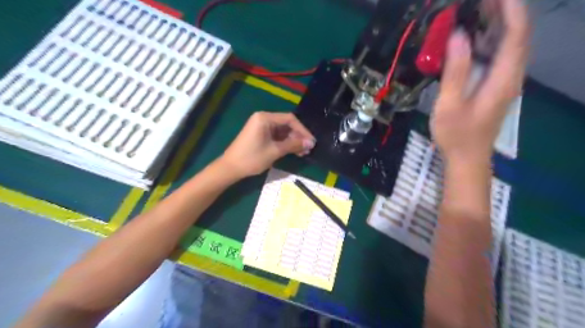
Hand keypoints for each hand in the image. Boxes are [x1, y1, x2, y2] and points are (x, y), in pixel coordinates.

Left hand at [218, 112, 315, 179]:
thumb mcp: (275, 151)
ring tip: (303, 153)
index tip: (311, 142)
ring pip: (283, 132)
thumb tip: (311, 143)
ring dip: (293, 141)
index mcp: (265, 118)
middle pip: (286, 125)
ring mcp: (261, 127)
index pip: (290, 119)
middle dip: (298, 137)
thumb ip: (293, 145)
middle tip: (308, 149)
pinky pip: (276, 136)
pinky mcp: (260, 135)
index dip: (302, 130)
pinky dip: (285, 143)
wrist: (230, 168)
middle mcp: (264, 119)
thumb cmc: (252, 158)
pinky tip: (293, 152)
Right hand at [429, 0, 530, 165]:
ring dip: (497, 25)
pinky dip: (490, 42)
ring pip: (509, 46)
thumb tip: (458, 36)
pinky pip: (499, 57)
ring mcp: (505, 82)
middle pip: (516, 36)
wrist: (467, 158)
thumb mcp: (450, 104)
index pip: (516, 34)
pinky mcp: (496, 88)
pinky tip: (473, 39)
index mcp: (503, 79)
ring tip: (476, 10)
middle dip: (503, 12)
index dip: (509, 8)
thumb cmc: (456, 135)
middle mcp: (511, 76)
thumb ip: (455, 71)